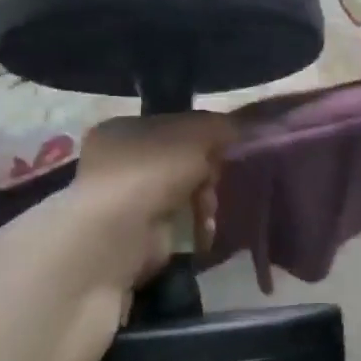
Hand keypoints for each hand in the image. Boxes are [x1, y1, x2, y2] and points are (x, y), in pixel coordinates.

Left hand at [53, 111, 238, 299]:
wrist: (117, 235)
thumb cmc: (151, 171)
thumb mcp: (196, 133)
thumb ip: (222, 125)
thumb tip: (243, 126)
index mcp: (122, 129)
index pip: (173, 124)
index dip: (203, 134)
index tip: (226, 145)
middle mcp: (118, 162)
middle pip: (181, 160)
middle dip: (206, 171)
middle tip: (216, 177)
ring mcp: (125, 202)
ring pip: (184, 192)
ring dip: (204, 200)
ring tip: (207, 210)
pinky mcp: (137, 236)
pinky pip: (179, 223)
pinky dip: (195, 226)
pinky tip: (202, 230)